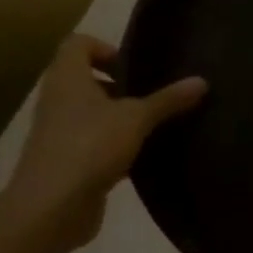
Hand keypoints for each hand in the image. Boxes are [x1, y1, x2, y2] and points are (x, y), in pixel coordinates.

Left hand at [0, 35, 206, 249]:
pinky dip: (114, 144)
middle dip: (120, 85)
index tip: (135, 68)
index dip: (106, 48)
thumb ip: (168, 100)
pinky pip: (92, 141)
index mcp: (67, 78)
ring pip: (90, 112)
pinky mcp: (64, 161)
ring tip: (153, 125)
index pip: (78, 44)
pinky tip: (141, 156)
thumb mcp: (137, 119)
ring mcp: (58, 132)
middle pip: (85, 78)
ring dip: (118, 116)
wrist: (50, 208)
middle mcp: (57, 100)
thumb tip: (202, 81)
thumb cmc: (90, 146)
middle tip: (152, 95)